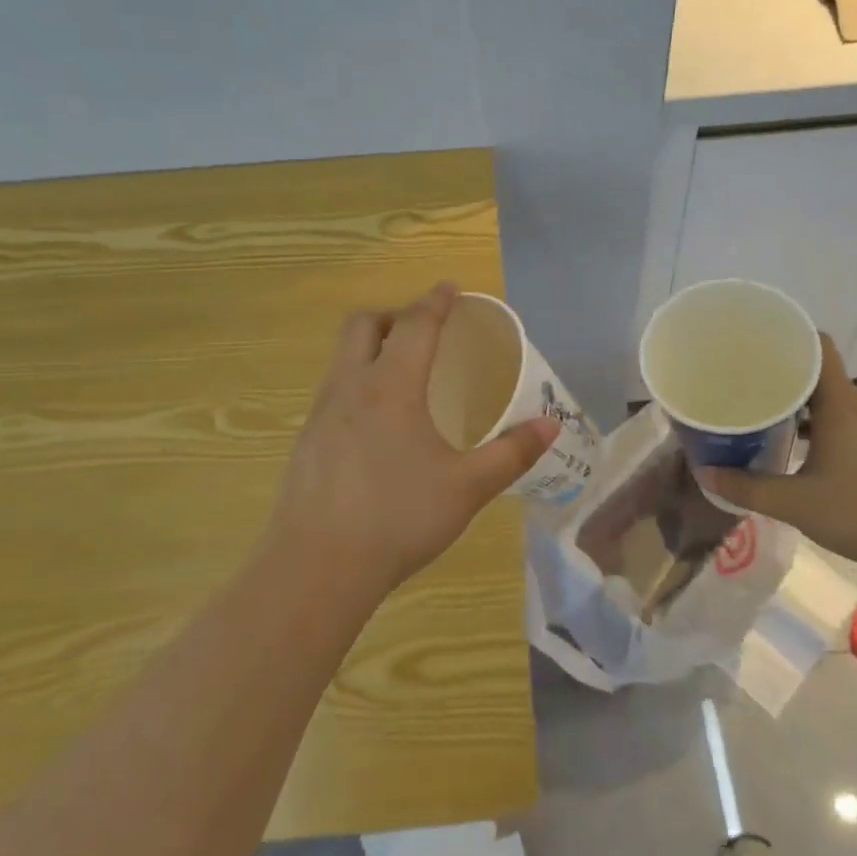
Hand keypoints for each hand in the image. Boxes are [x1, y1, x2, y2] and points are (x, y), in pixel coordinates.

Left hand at [265, 283, 557, 600]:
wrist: (315, 568)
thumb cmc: (398, 517)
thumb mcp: (467, 487)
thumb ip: (511, 453)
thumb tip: (551, 424)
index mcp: (391, 386)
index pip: (415, 325)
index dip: (435, 302)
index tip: (451, 287)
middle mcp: (350, 387)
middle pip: (364, 325)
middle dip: (394, 315)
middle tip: (424, 331)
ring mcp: (320, 414)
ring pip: (342, 357)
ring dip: (371, 348)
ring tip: (402, 374)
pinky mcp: (305, 442)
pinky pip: (332, 390)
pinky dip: (357, 383)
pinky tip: (376, 425)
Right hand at [703, 333, 856, 570]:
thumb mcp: (798, 504)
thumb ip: (749, 488)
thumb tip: (706, 473)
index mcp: (841, 403)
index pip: (817, 345)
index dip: (788, 337)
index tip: (754, 343)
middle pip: (819, 374)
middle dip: (783, 377)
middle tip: (744, 386)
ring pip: (833, 402)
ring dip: (801, 406)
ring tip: (766, 418)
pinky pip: (847, 423)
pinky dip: (822, 427)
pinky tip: (802, 452)